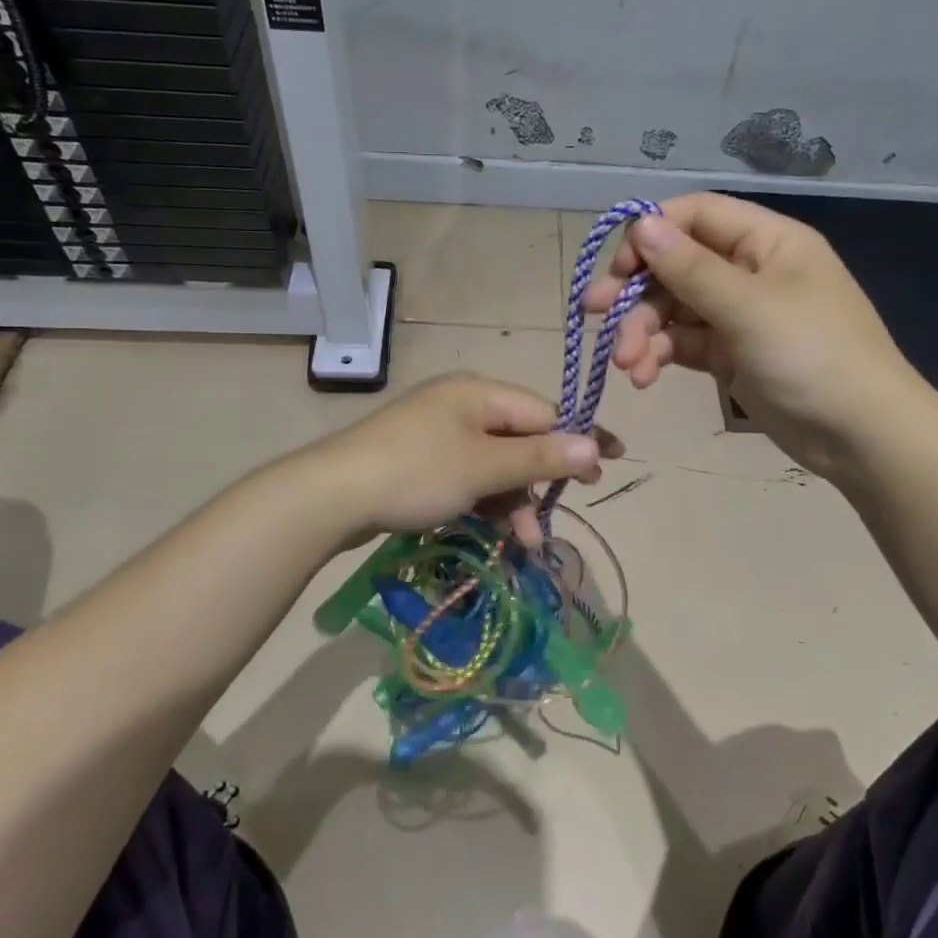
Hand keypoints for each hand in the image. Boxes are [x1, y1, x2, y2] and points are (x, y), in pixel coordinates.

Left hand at [305, 374, 622, 549]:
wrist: (331, 496)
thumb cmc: (416, 472)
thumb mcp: (483, 466)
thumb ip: (539, 456)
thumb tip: (593, 444)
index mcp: (478, 393)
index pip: (542, 412)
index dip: (575, 440)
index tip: (606, 466)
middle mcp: (461, 406)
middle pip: (519, 440)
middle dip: (538, 481)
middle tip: (553, 517)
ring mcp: (438, 434)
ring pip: (494, 465)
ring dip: (512, 502)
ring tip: (523, 544)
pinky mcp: (421, 462)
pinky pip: (468, 477)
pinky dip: (485, 503)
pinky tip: (495, 533)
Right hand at [584, 193, 923, 477]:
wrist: (861, 437)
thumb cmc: (813, 357)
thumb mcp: (749, 308)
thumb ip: (691, 268)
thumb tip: (641, 223)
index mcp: (766, 241)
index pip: (695, 215)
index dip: (651, 234)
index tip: (618, 268)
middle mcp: (749, 270)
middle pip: (676, 264)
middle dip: (636, 293)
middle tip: (595, 314)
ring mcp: (738, 314)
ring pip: (674, 308)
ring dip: (643, 331)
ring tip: (627, 365)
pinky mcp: (730, 354)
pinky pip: (684, 342)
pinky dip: (661, 354)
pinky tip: (644, 376)